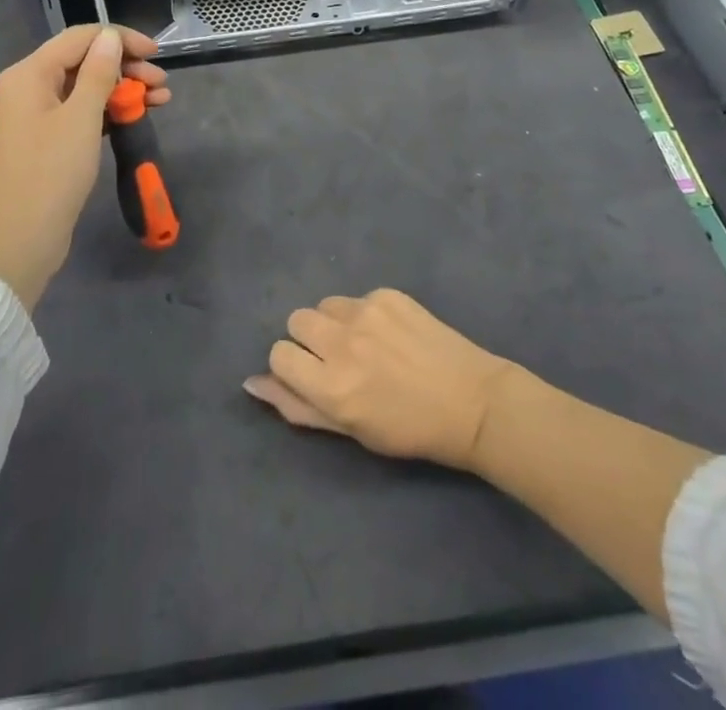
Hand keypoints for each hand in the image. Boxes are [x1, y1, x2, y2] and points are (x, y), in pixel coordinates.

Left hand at [0, 25, 168, 310]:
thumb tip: (110, 37)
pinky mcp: (49, 137)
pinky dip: (110, 109)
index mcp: (30, 73)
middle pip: (85, 60)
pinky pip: (83, 110)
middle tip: (162, 82)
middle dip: (126, 66)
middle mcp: (30, 85)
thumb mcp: (82, 117)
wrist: (23, 237)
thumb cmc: (52, 172)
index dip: (120, 39)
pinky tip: (138, 114)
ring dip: (124, 88)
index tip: (155, 52)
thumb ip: (99, 72)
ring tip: (162, 98)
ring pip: (88, 87)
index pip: (81, 38)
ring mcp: (38, 113)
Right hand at [244, 289, 514, 471]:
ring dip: (335, 322)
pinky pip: (357, 298)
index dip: (292, 365)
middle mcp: (342, 343)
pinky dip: (365, 314)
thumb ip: (297, 406)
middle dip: (310, 339)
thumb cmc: (408, 430)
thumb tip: (252, 382)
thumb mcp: (350, 431)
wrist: (472, 402)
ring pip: (325, 305)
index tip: (313, 376)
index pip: (279, 354)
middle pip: (297, 320)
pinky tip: (391, 334)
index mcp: (331, 387)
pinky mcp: (388, 294)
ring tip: (365, 344)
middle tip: (339, 360)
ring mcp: (366, 312)